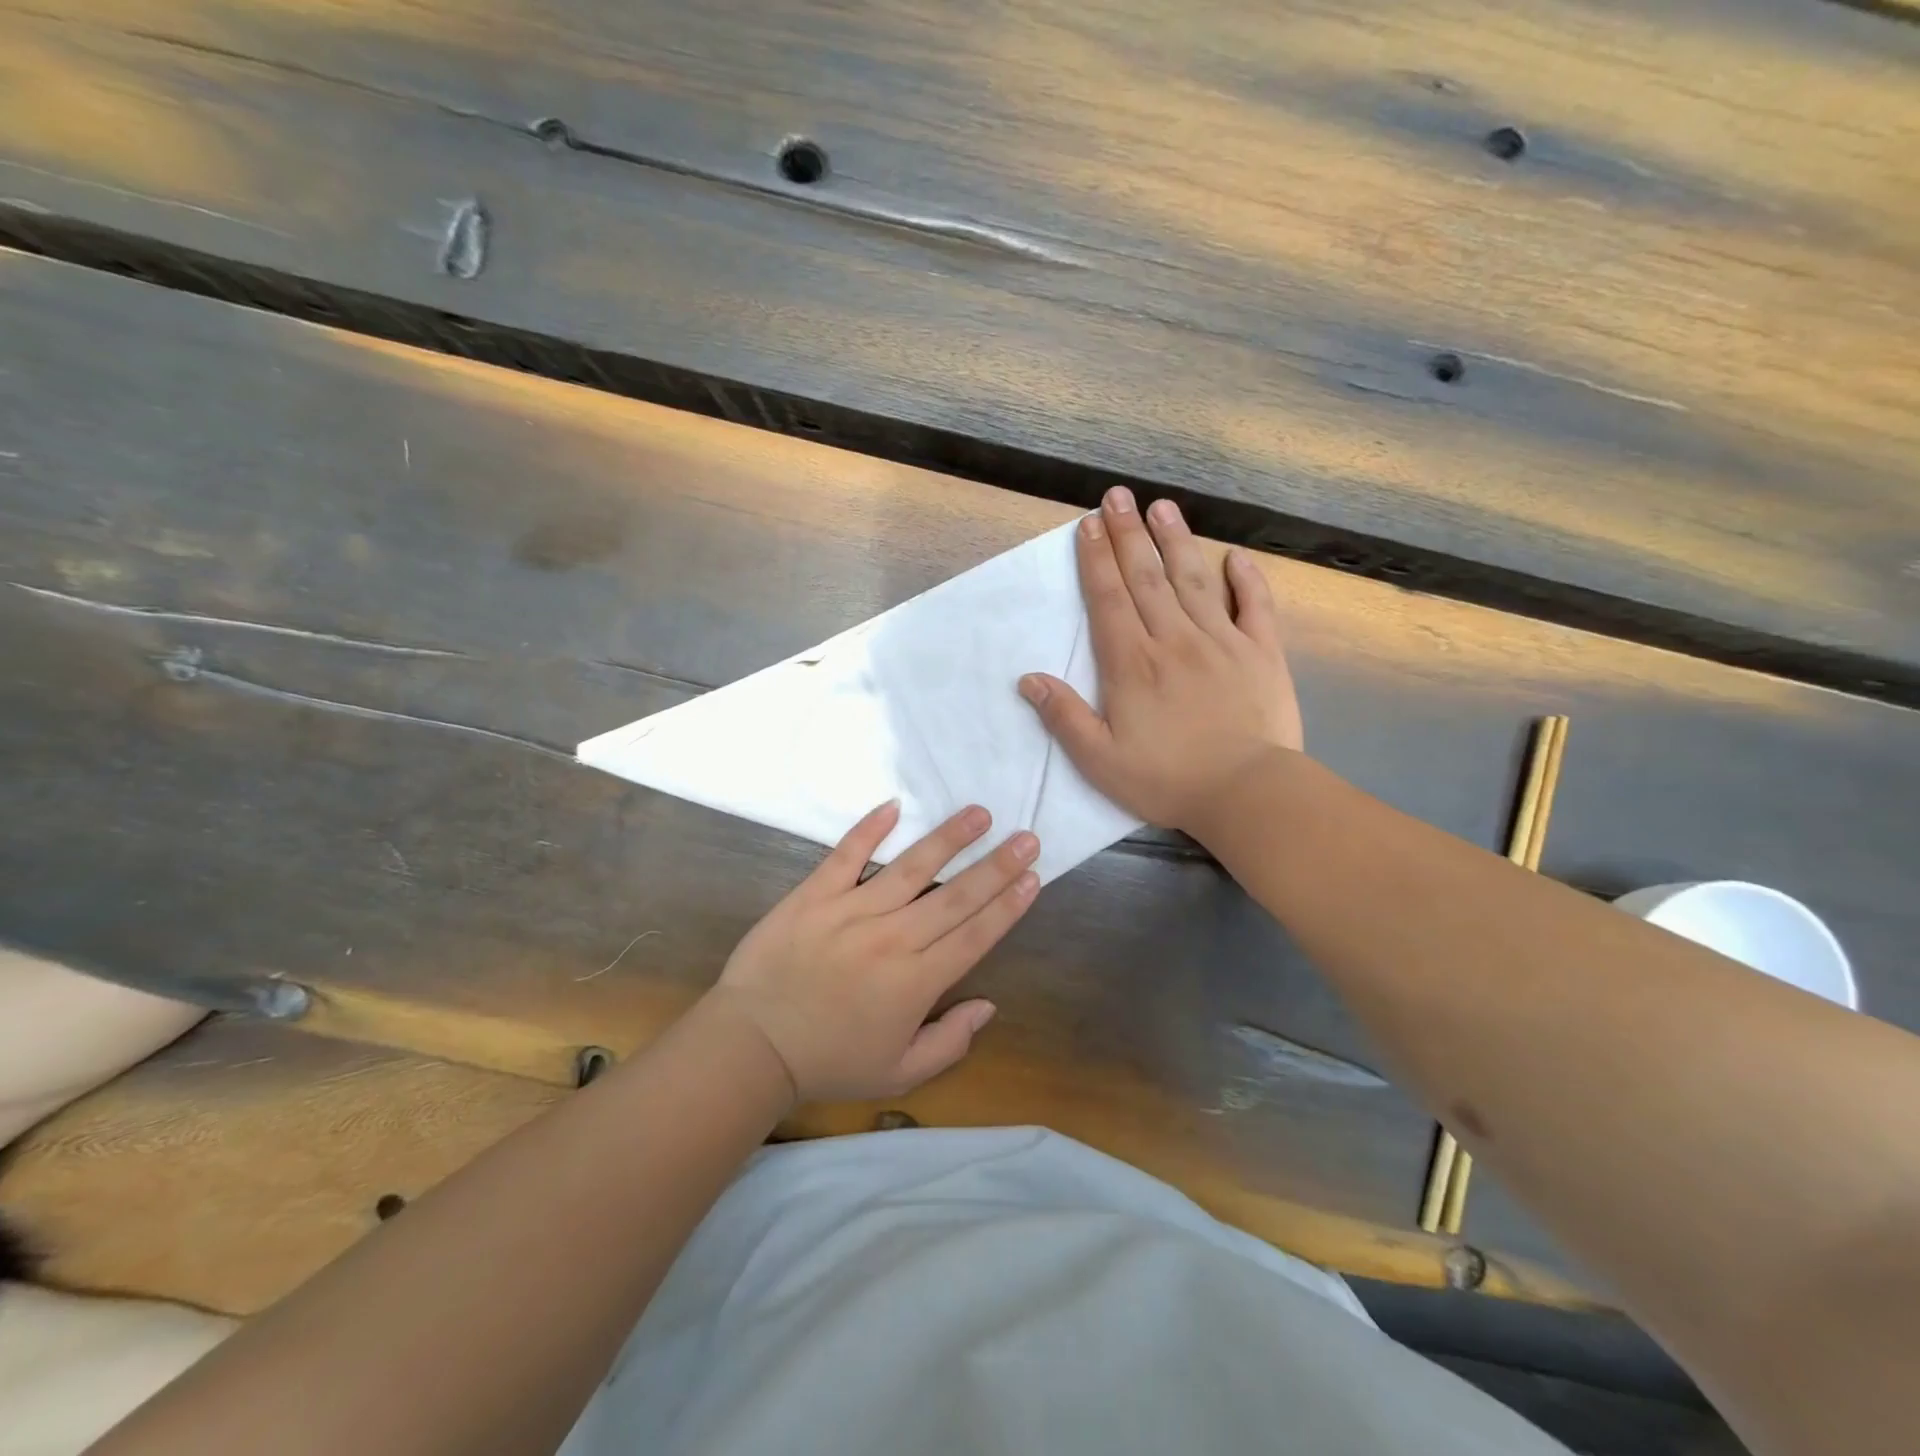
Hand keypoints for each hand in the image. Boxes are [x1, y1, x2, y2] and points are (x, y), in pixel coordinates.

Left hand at [711, 801, 1038, 1102]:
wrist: (751, 1046)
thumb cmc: (829, 1061)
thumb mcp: (898, 1073)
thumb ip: (949, 1042)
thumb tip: (988, 1006)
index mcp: (915, 983)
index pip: (974, 935)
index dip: (1007, 905)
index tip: (1032, 877)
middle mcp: (892, 939)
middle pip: (955, 896)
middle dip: (996, 866)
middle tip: (1026, 837)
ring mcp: (851, 912)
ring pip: (910, 868)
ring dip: (948, 839)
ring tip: (979, 814)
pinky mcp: (814, 895)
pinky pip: (847, 856)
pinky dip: (870, 829)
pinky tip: (894, 806)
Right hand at [1019, 488, 1302, 833]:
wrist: (1247, 793)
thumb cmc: (1167, 780)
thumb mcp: (1100, 760)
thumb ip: (1065, 717)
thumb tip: (1029, 679)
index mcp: (1133, 664)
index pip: (1109, 600)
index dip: (1096, 560)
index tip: (1088, 525)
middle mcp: (1174, 640)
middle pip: (1147, 578)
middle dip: (1129, 535)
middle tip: (1118, 496)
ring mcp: (1222, 642)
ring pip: (1194, 580)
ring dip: (1176, 541)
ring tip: (1162, 508)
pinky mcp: (1262, 654)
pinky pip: (1255, 606)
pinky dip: (1246, 579)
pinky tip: (1235, 556)